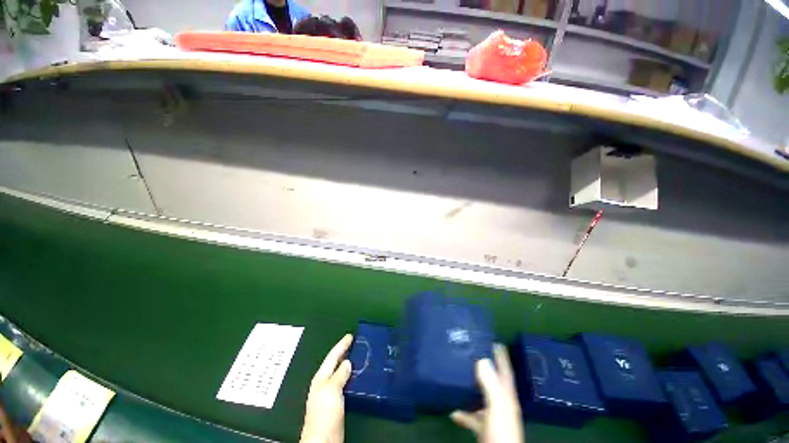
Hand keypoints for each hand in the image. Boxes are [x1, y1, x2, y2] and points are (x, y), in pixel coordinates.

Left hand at [300, 334, 352, 442]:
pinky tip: (358, 376)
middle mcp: (325, 383)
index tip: (350, 336)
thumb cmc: (325, 413)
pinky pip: (345, 383)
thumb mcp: (331, 390)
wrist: (323, 440)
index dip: (341, 345)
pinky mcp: (337, 403)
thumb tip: (347, 362)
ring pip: (340, 373)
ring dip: (348, 364)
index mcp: (321, 377)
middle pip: (335, 363)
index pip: (332, 356)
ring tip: (359, 356)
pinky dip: (351, 376)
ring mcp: (330, 394)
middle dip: (344, 352)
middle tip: (356, 343)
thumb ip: (339, 375)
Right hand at [450, 344, 524, 442]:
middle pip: (492, 382)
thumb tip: (482, 359)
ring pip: (480, 397)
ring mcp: (491, 417)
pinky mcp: (482, 429)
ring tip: (457, 374)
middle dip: (483, 367)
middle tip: (469, 351)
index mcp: (506, 398)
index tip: (492, 340)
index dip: (501, 356)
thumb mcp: (497, 409)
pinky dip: (462, 411)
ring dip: (470, 387)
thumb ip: (491, 385)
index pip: (505, 371)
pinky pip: (471, 415)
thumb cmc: (500, 434)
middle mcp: (500, 405)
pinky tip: (451, 408)